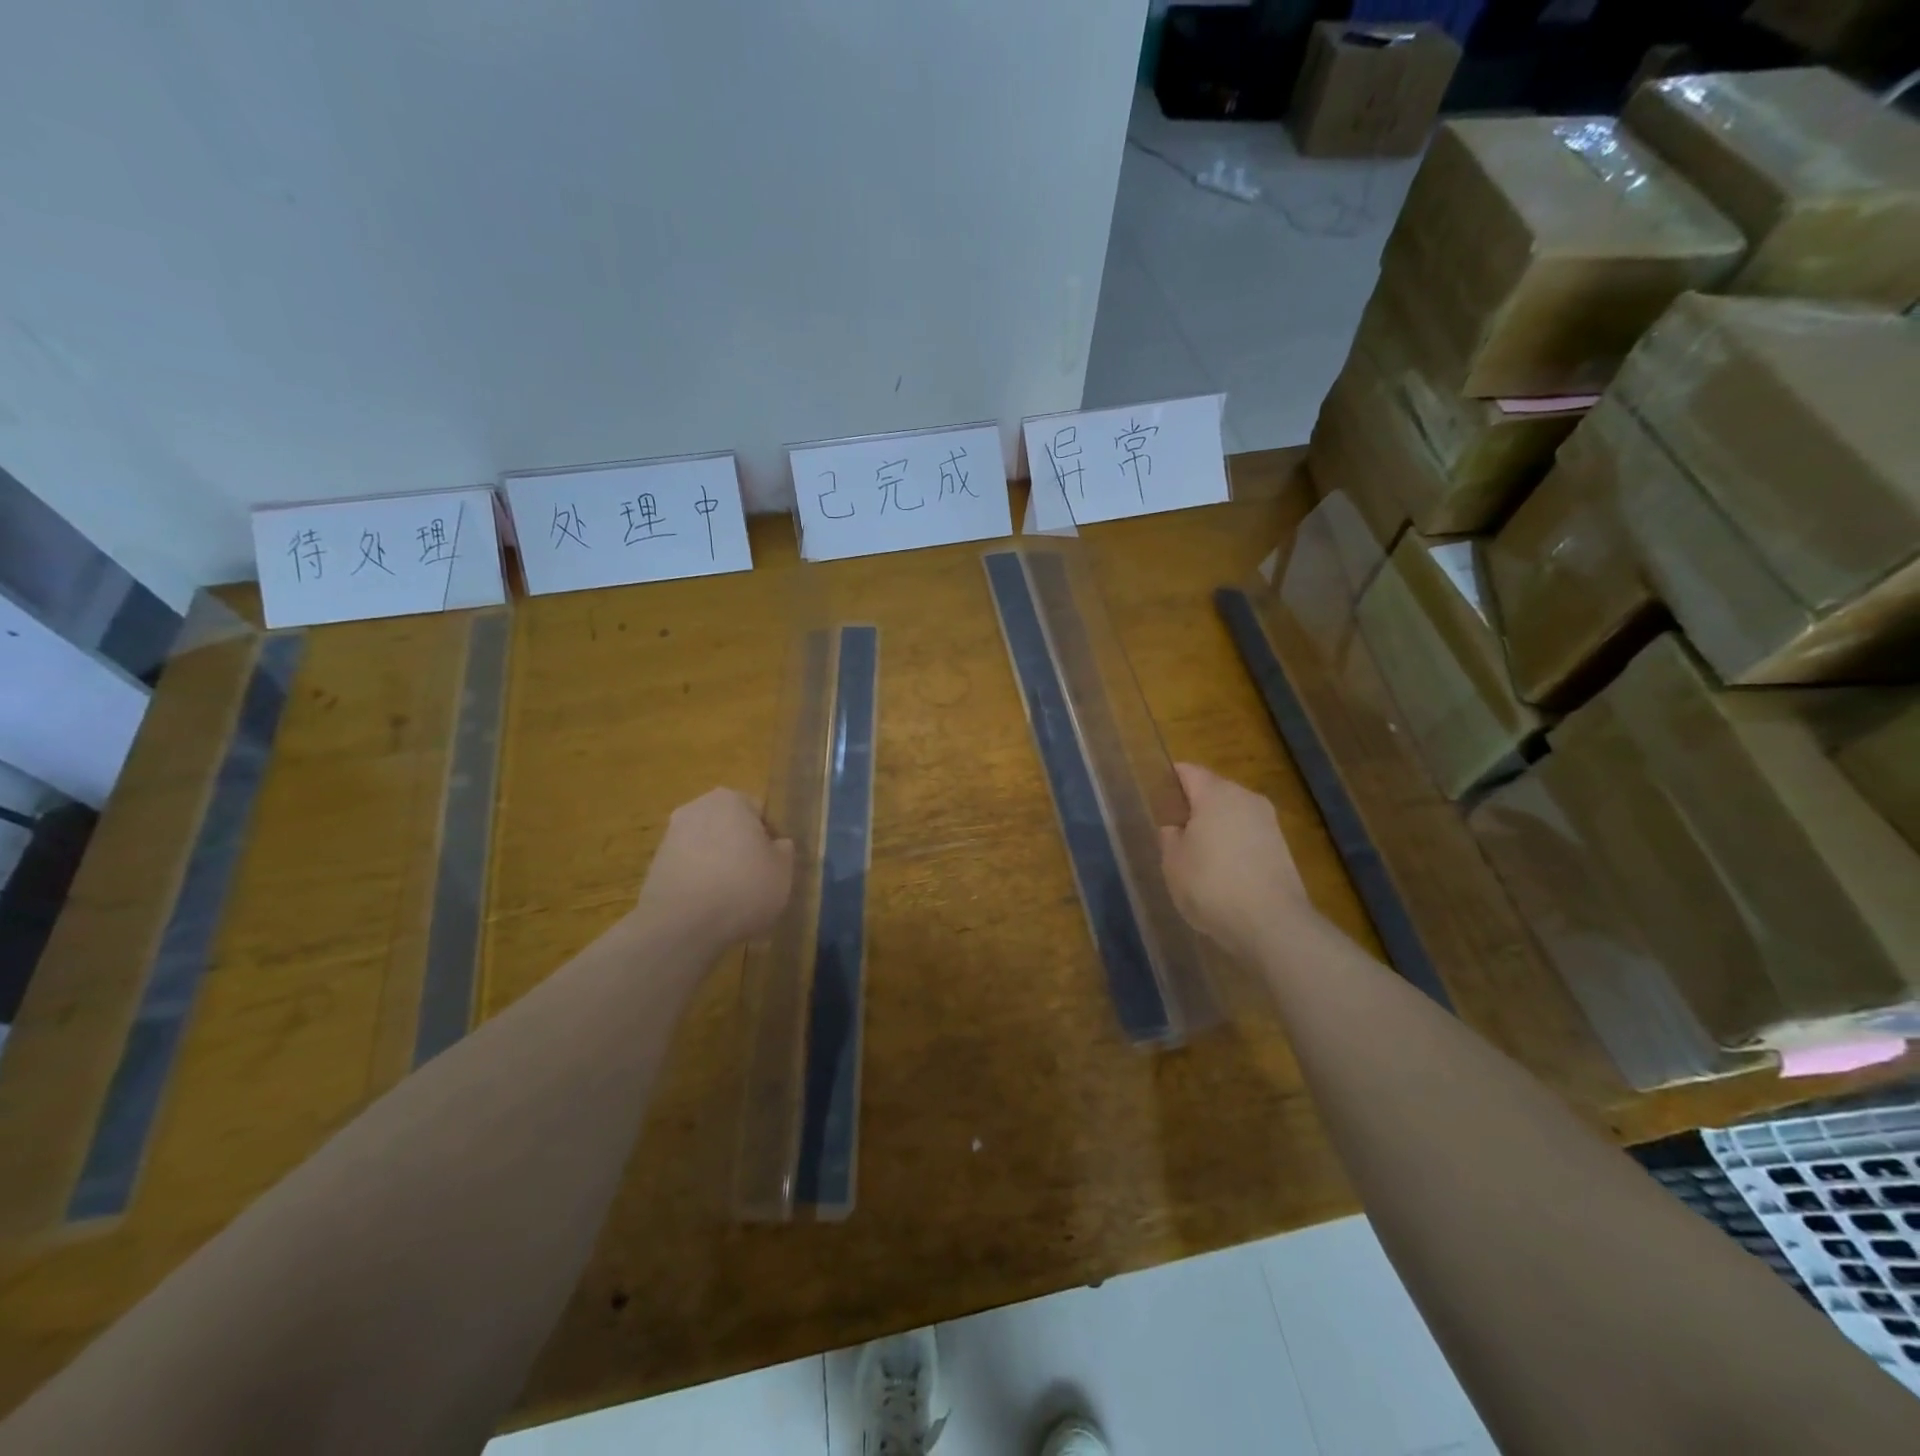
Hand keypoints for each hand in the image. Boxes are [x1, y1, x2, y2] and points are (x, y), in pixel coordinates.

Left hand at [636, 788, 793, 949]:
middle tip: (755, 879)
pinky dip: (698, 882)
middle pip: (728, 826)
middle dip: (740, 847)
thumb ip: (783, 850)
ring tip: (730, 898)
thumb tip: (776, 845)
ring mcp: (670, 836)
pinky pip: (688, 869)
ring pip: (706, 847)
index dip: (769, 838)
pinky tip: (707, 907)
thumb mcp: (783, 870)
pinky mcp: (654, 866)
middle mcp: (696, 808)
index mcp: (731, 800)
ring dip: (717, 864)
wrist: (682, 925)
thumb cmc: (743, 888)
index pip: (758, 812)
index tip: (773, 864)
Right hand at [1160, 762, 1314, 962]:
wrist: (1272, 925)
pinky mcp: (1283, 848)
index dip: (1169, 781)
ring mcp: (1269, 823)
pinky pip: (1248, 836)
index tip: (1157, 801)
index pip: (1188, 772)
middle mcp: (1246, 798)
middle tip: (1174, 834)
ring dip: (1215, 828)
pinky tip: (1223, 874)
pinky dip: (1234, 847)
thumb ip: (1170, 837)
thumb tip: (1177, 827)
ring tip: (1198, 858)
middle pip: (1213, 791)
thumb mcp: (1173, 861)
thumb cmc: (1211, 885)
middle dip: (1194, 807)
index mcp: (1216, 793)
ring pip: (1233, 815)